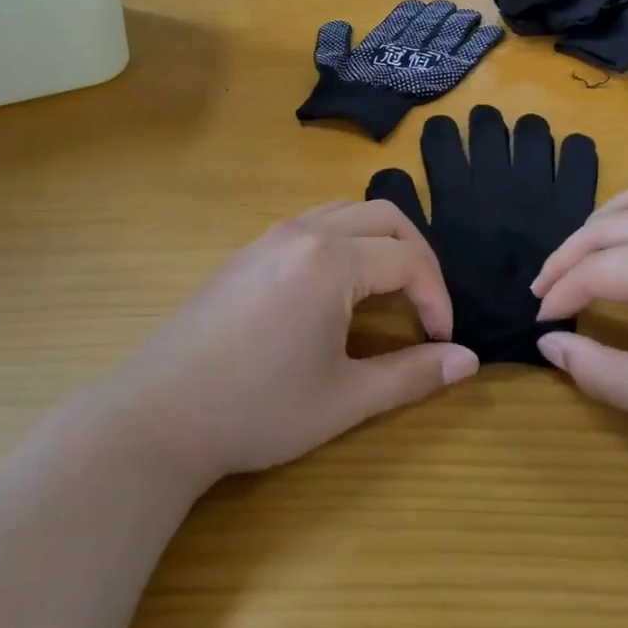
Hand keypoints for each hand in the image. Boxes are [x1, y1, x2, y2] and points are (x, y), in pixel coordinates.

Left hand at [113, 201, 478, 487]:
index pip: (409, 261)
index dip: (438, 300)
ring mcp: (269, 237)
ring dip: (381, 242)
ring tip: (391, 291)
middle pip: (384, 217)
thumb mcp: (344, 399)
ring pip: (346, 213)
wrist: (158, 415)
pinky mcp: (247, 252)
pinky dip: (346, 242)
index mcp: (331, 259)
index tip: (443, 343)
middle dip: (419, 257)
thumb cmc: (257, 409)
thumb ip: (412, 374)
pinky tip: (339, 289)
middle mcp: (303, 232)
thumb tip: (469, 361)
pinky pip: (313, 225)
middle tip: (427, 308)